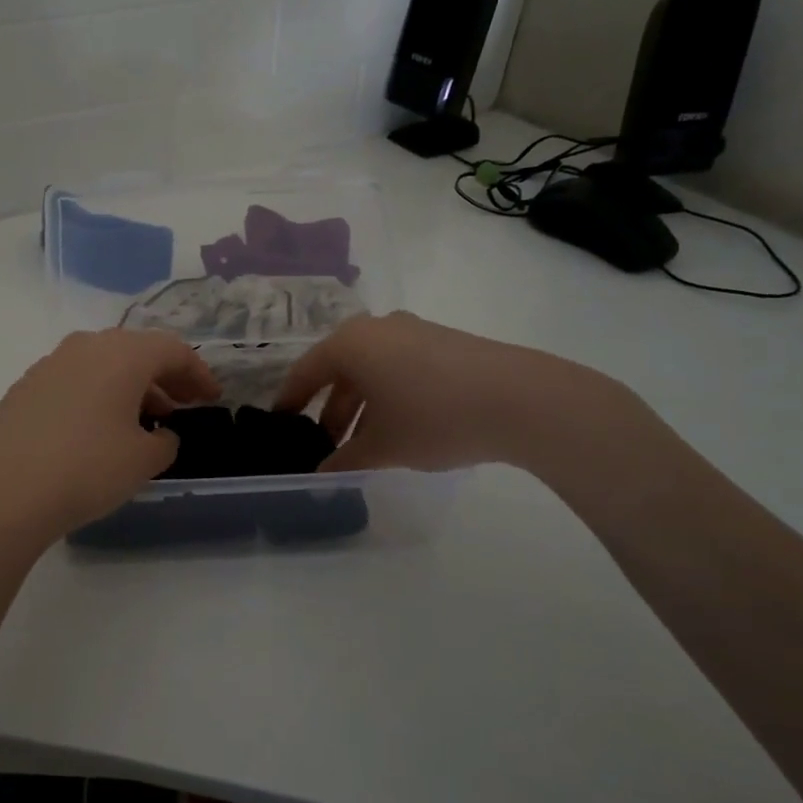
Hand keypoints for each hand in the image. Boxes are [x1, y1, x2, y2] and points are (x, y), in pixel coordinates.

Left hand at [0, 329, 219, 551]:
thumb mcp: (143, 460)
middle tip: (182, 406)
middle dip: (164, 377)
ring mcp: (49, 364)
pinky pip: (75, 381)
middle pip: (136, 351)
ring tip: (143, 422)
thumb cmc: (86, 469)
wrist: (1, 493)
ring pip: (103, 365)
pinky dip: (97, 395)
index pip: (172, 350)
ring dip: (130, 387)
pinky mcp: (24, 388)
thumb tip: (162, 434)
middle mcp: (85, 347)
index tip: (212, 398)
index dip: (198, 373)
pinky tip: (98, 430)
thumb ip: (165, 442)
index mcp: (122, 354)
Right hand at [273, 312, 613, 472]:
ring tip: (364, 445)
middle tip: (325, 444)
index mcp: (350, 343)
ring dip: (362, 406)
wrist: (521, 398)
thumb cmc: (433, 417)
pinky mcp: (444, 342)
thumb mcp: (383, 446)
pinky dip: (389, 395)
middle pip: (340, 370)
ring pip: (372, 370)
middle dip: (331, 409)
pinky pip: (400, 367)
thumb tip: (322, 474)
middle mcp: (376, 328)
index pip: (305, 372)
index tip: (281, 426)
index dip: (290, 402)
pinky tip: (401, 427)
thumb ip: (345, 460)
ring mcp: (414, 331)